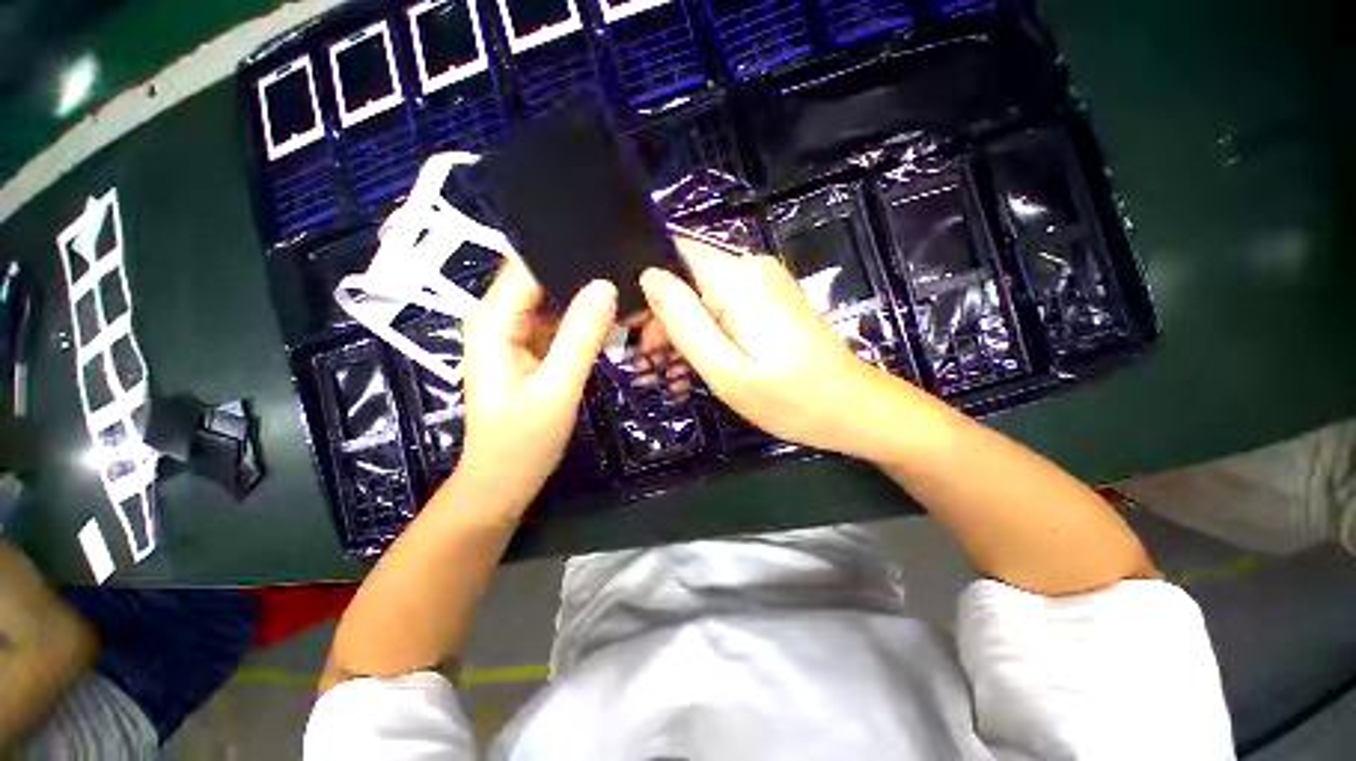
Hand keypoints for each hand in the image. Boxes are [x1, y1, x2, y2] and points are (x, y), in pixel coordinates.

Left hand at [458, 261, 616, 506]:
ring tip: (626, 285)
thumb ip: (581, 337)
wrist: (503, 484)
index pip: (527, 267)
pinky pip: (558, 322)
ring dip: (585, 296)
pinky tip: (611, 315)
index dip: (565, 252)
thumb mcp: (556, 389)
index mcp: (493, 322)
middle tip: (627, 267)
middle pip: (540, 279)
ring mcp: (515, 335)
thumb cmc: (522, 443)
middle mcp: (499, 320)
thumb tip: (606, 285)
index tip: (608, 244)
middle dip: (580, 272)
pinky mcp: (530, 349)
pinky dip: (582, 319)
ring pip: (552, 300)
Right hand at [639, 239, 906, 459]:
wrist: (853, 410)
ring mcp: (764, 287)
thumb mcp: (726, 368)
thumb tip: (649, 277)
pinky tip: (692, 367)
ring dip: (682, 332)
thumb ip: (685, 321)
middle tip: (646, 365)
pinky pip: (724, 310)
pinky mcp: (769, 304)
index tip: (631, 325)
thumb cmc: (790, 399)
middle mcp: (751, 270)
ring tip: (664, 374)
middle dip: (663, 319)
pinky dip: (705, 335)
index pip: (675, 254)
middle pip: (688, 281)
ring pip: (703, 298)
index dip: (648, 285)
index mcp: (738, 279)